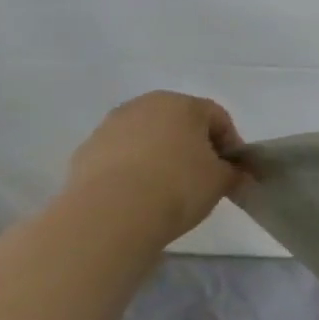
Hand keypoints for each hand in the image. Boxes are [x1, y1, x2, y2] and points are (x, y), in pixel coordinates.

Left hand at [63, 91, 247, 242]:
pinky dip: (133, 170)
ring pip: (147, 138)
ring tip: (168, 190)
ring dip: (161, 156)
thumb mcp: (221, 181)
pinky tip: (139, 196)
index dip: (231, 144)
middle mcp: (144, 106)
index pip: (218, 118)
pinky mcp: (84, 153)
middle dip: (193, 146)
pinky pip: (120, 157)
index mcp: (182, 104)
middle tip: (203, 176)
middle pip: (179, 123)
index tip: (233, 171)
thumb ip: (232, 171)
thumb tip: (233, 173)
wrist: (110, 215)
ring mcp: (109, 127)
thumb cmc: (177, 186)